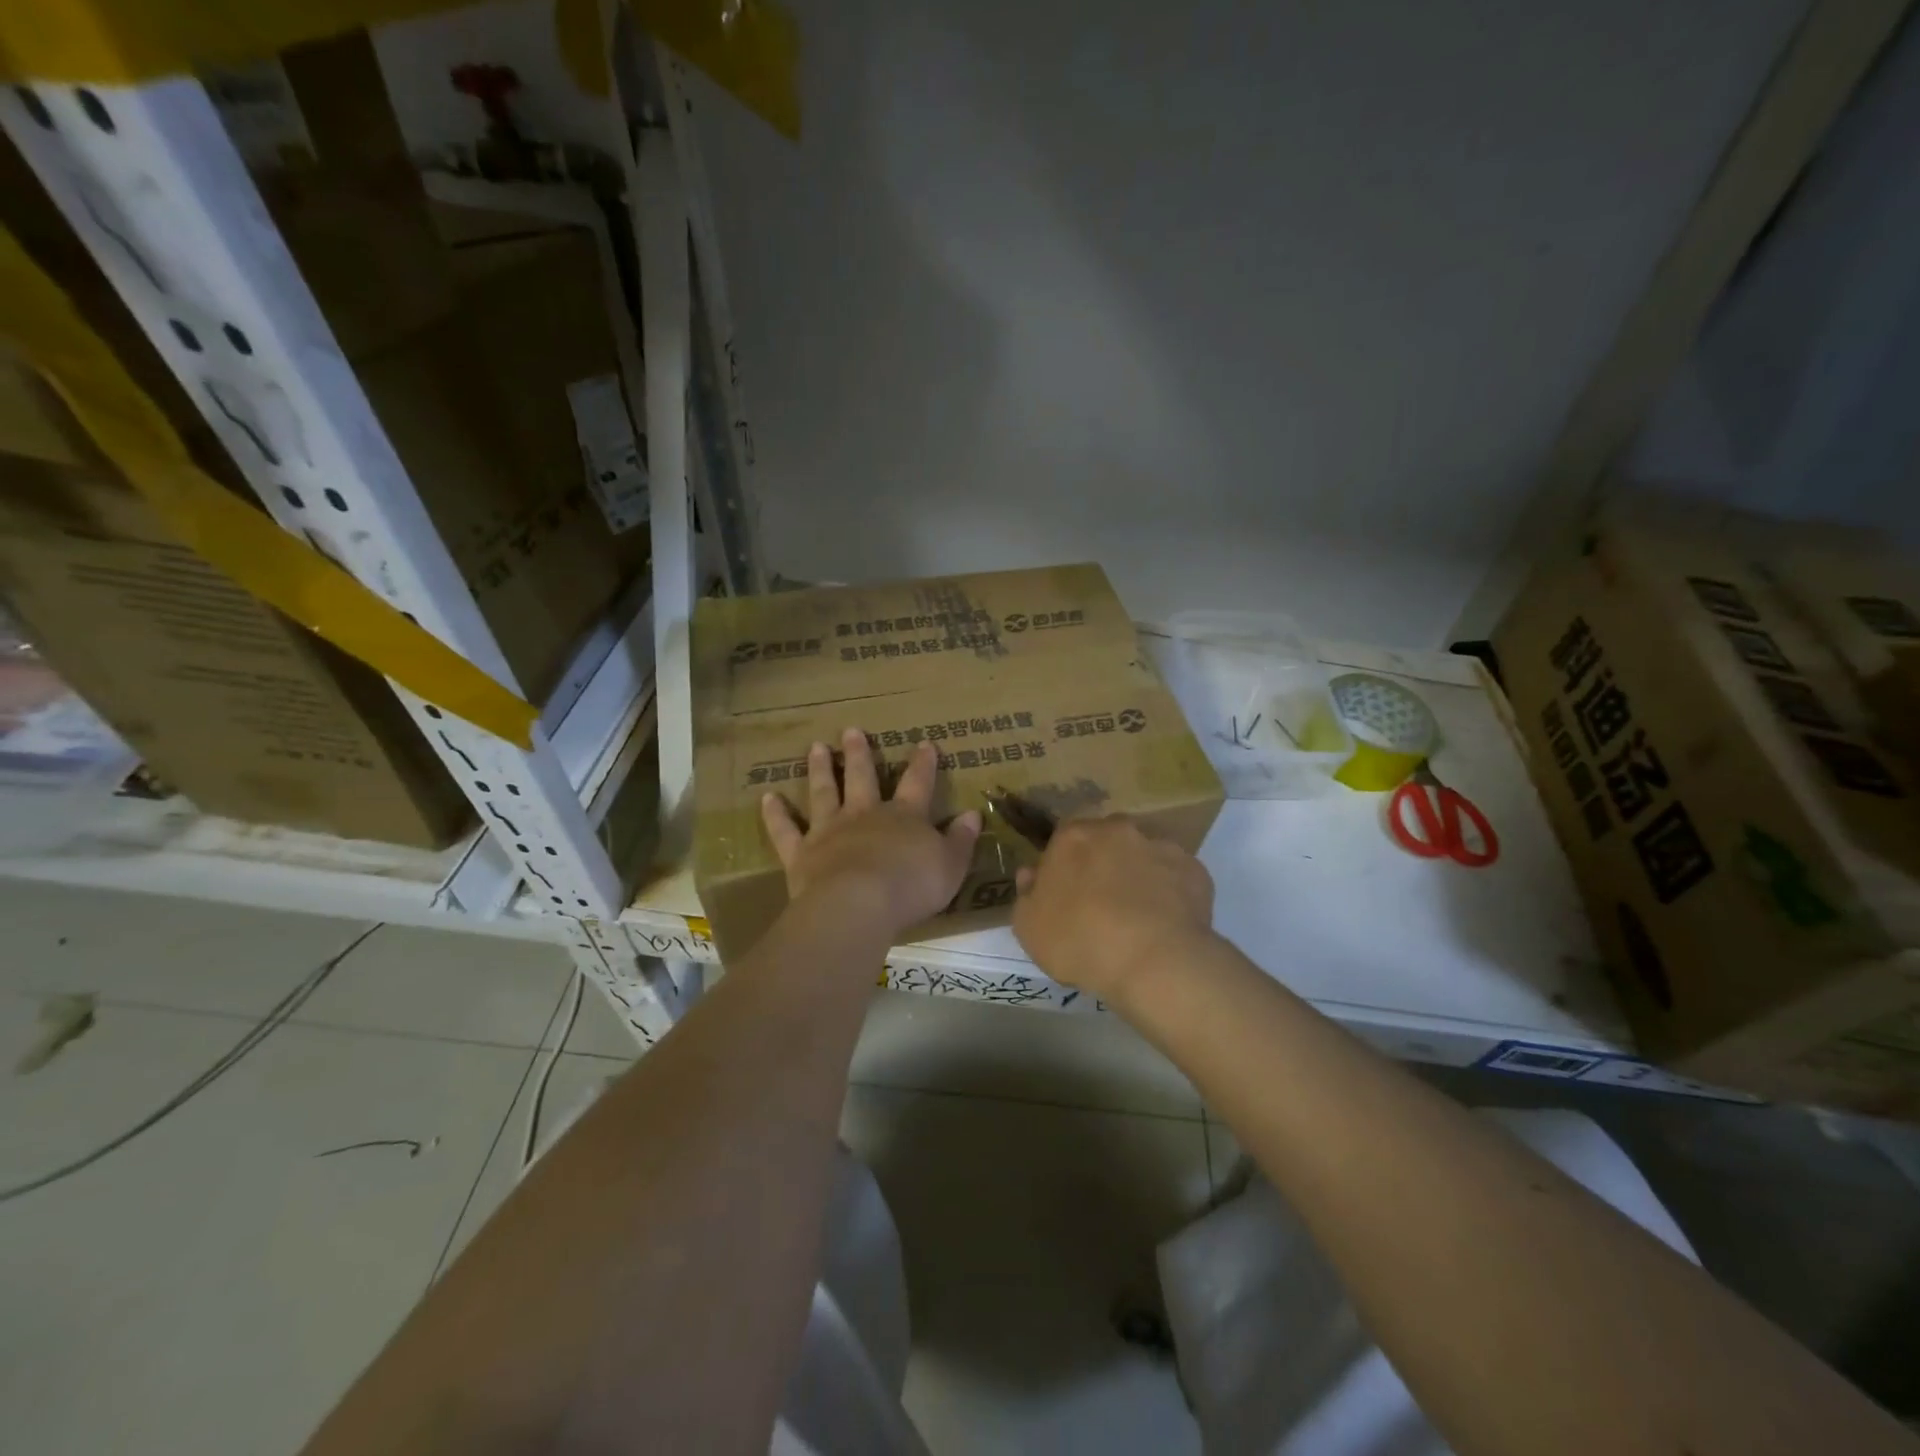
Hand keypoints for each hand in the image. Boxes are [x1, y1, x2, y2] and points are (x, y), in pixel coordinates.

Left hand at [762, 727, 981, 941]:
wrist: (858, 905)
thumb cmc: (911, 886)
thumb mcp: (950, 865)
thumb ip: (960, 840)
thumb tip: (972, 815)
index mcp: (903, 817)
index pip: (917, 783)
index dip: (922, 764)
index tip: (924, 743)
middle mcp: (864, 815)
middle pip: (861, 778)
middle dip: (859, 754)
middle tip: (851, 730)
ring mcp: (829, 831)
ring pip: (823, 793)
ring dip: (820, 770)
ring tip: (817, 747)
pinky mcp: (801, 853)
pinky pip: (786, 830)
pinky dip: (776, 814)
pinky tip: (768, 797)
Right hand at [1012, 816, 1215, 1004]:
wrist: (1153, 961)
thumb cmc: (1079, 940)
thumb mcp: (1029, 927)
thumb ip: (1026, 894)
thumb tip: (1031, 873)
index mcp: (1073, 836)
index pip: (1063, 840)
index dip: (1063, 867)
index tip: (1065, 896)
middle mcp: (1117, 829)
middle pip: (1106, 842)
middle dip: (1103, 864)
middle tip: (1102, 905)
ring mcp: (1160, 846)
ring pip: (1143, 856)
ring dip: (1139, 876)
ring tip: (1139, 918)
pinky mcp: (1195, 869)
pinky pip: (1176, 877)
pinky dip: (1171, 893)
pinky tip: (1167, 924)